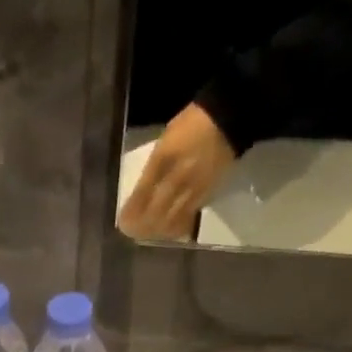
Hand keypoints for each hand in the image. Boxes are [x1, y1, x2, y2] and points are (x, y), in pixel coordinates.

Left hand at [118, 102, 235, 240]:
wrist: (228, 118)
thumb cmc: (192, 124)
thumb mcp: (165, 139)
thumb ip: (154, 165)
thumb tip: (143, 189)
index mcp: (163, 158)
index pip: (142, 192)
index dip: (132, 211)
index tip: (123, 221)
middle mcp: (177, 176)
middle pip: (155, 211)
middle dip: (142, 225)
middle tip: (133, 232)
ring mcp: (193, 187)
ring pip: (171, 218)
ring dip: (157, 230)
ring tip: (148, 233)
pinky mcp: (207, 193)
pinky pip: (188, 216)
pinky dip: (175, 226)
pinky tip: (168, 230)